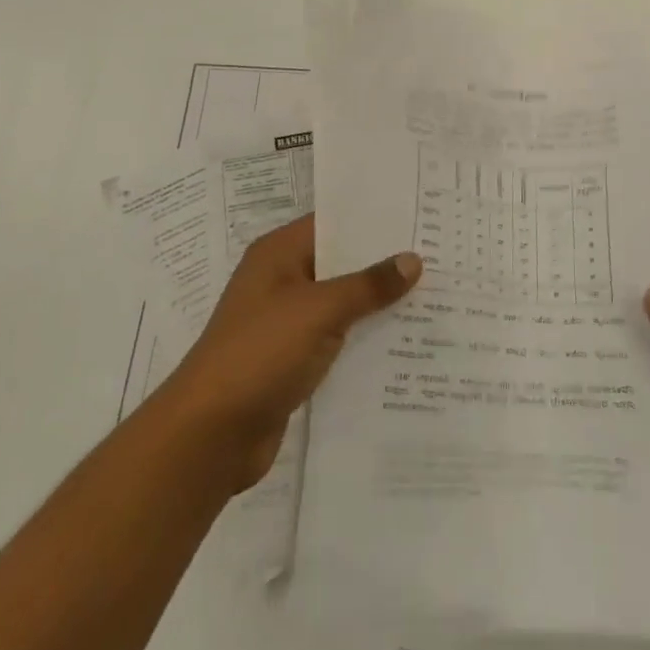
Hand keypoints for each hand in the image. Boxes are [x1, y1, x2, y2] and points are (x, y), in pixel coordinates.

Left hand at [157, 214, 420, 491]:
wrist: (210, 433)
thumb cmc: (261, 353)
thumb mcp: (319, 310)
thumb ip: (367, 285)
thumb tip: (412, 259)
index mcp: (278, 253)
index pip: (332, 222)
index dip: (374, 219)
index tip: (419, 216)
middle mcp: (282, 281)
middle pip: (340, 263)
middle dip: (383, 263)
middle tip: (439, 256)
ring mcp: (286, 323)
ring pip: (341, 304)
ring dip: (378, 305)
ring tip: (434, 296)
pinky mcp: (292, 361)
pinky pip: (337, 340)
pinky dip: (364, 339)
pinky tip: (405, 343)